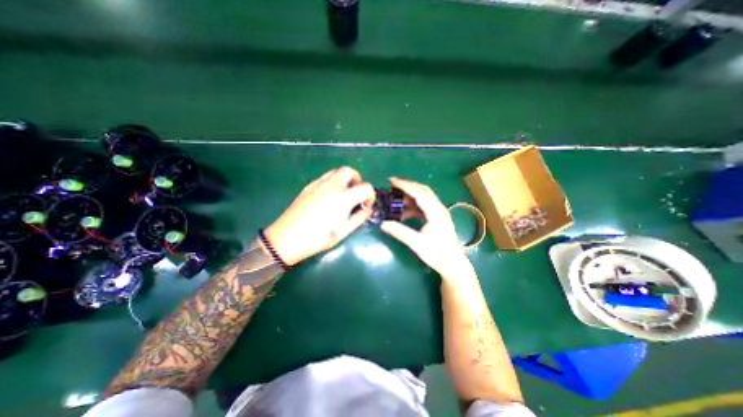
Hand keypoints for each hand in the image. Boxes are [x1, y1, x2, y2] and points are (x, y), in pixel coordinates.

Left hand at [264, 166, 374, 263]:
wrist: (286, 238)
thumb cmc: (317, 239)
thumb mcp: (342, 233)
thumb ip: (359, 218)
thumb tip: (368, 209)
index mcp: (343, 198)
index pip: (365, 187)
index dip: (371, 195)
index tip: (366, 205)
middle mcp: (332, 186)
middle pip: (350, 171)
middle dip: (358, 180)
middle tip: (356, 194)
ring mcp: (318, 184)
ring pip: (337, 171)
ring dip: (345, 179)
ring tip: (344, 194)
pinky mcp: (309, 186)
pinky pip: (325, 177)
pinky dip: (333, 181)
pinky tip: (329, 196)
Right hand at [380, 175, 472, 279]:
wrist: (453, 265)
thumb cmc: (437, 254)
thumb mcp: (417, 243)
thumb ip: (400, 232)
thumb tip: (383, 224)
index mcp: (435, 212)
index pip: (419, 193)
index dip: (404, 185)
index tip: (391, 181)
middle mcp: (439, 208)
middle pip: (423, 190)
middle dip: (407, 186)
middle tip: (392, 185)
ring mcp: (439, 212)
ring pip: (424, 197)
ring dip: (410, 195)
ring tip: (396, 197)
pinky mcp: (437, 217)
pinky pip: (424, 206)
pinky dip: (413, 205)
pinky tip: (404, 212)